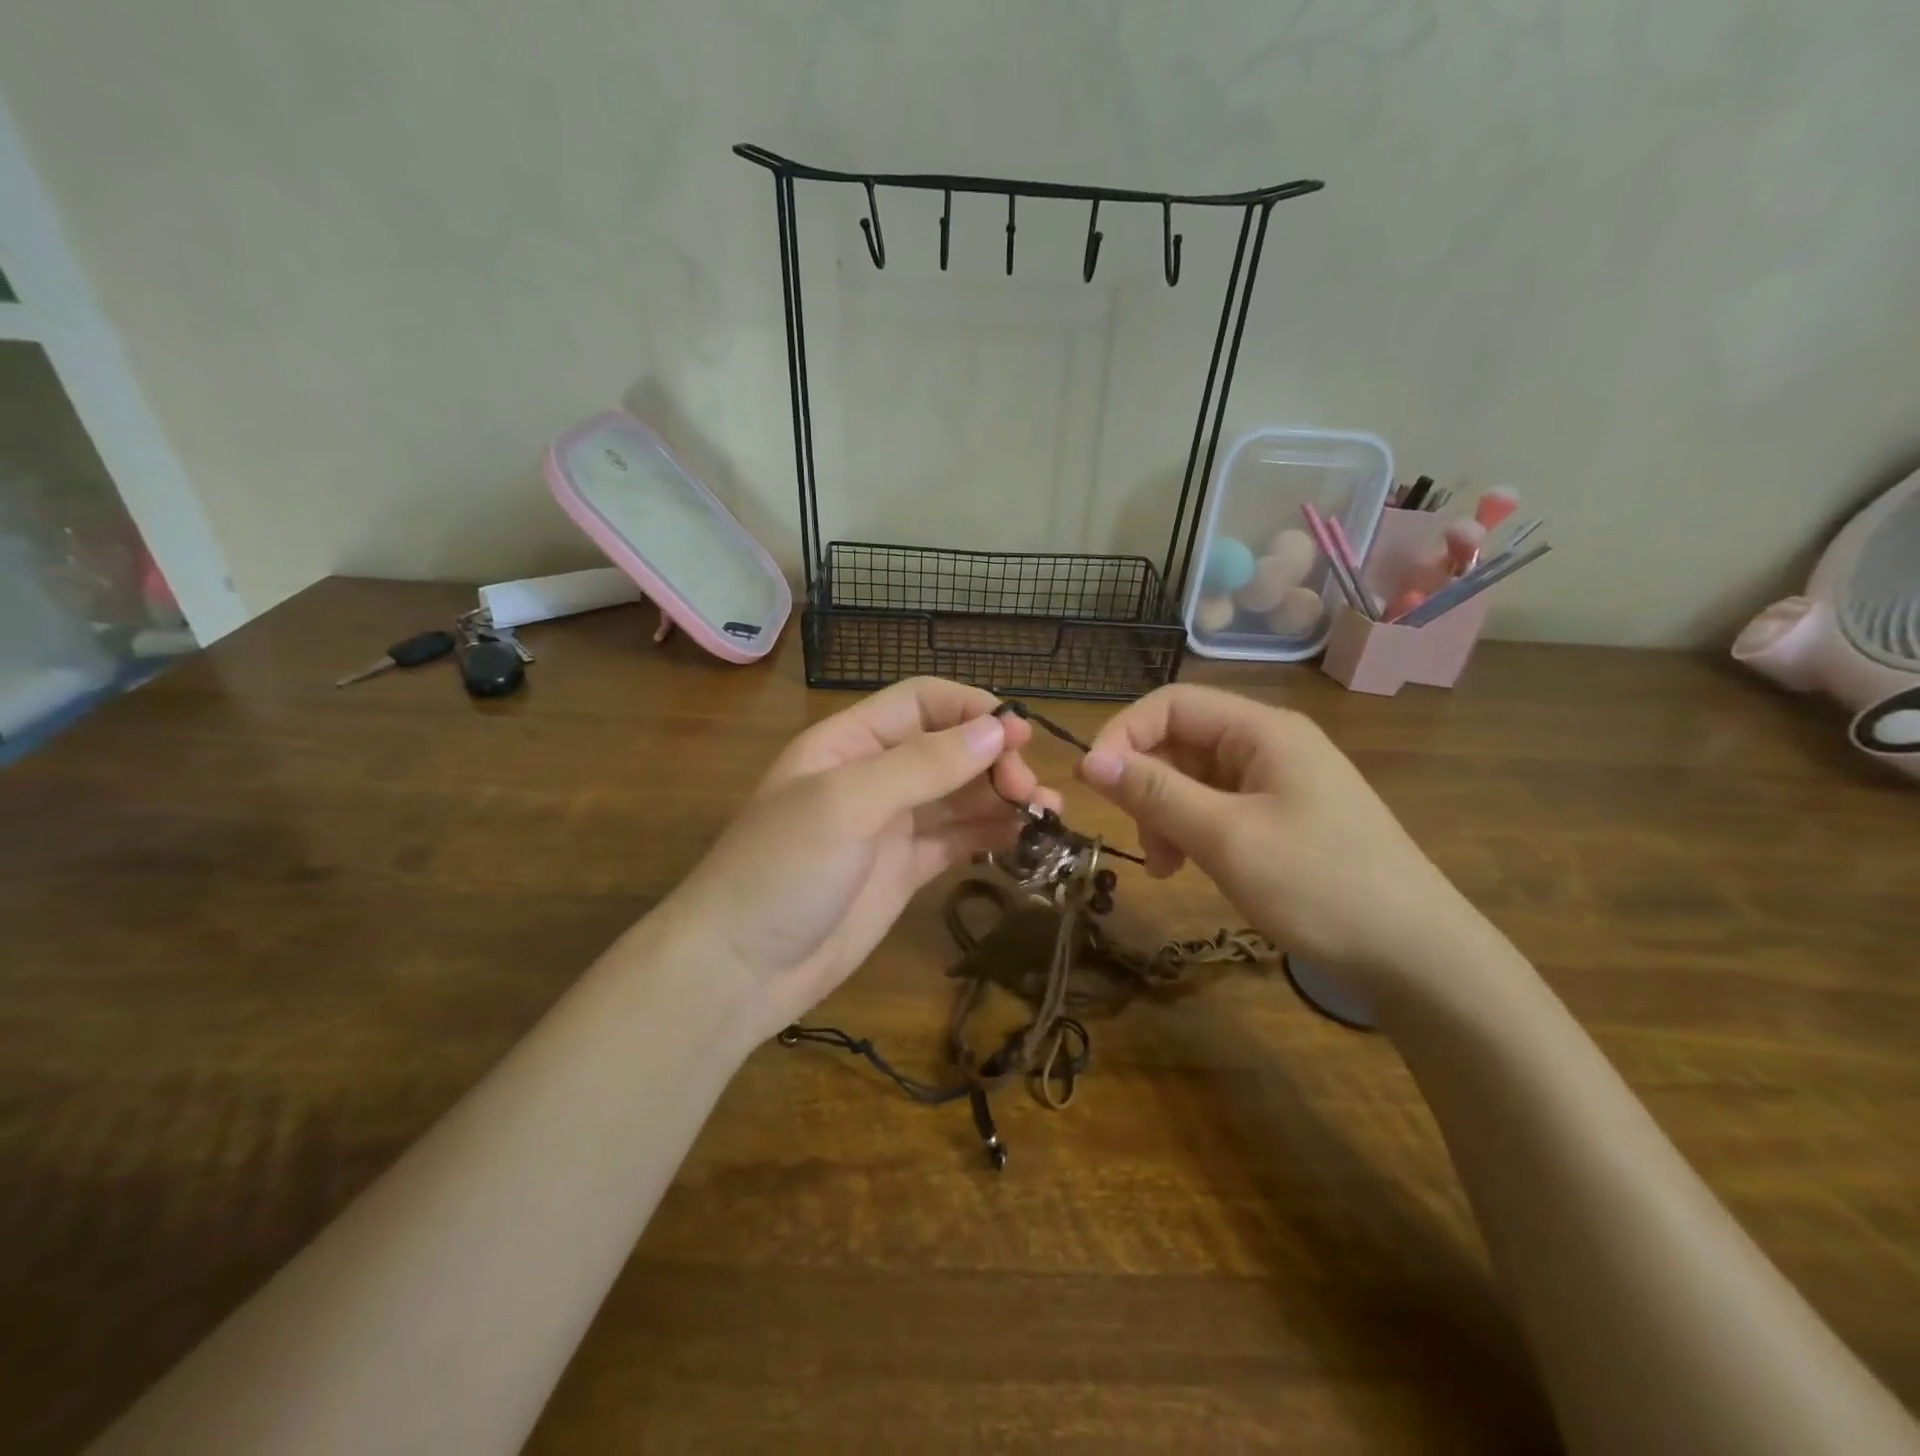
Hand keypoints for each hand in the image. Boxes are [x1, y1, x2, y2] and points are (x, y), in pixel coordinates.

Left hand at [658, 678, 1061, 1040]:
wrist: (740, 970)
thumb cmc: (783, 870)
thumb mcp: (848, 804)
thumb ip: (923, 765)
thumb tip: (996, 730)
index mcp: (850, 742)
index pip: (922, 702)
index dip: (972, 709)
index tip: (1019, 735)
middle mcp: (874, 776)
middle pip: (949, 748)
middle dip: (994, 760)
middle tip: (1030, 792)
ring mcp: (891, 825)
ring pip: (959, 796)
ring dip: (1002, 798)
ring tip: (1046, 815)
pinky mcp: (906, 870)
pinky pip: (957, 839)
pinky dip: (991, 835)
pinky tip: (1023, 840)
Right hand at [1078, 685, 1483, 1003]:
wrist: (1417, 957)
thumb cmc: (1319, 885)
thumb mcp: (1226, 837)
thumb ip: (1156, 793)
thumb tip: (1090, 759)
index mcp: (1263, 730)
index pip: (1171, 703)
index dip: (1124, 735)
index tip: (1093, 783)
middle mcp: (1270, 745)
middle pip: (1182, 741)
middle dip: (1147, 785)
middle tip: (1139, 839)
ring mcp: (1279, 782)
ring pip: (1195, 779)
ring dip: (1166, 814)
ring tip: (1166, 866)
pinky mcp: (1283, 818)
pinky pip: (1218, 808)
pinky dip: (1193, 832)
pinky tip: (1189, 867)